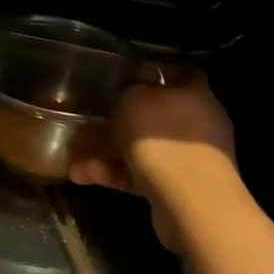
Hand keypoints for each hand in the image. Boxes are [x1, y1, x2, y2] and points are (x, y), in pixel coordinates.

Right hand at [68, 73, 238, 250]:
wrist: (190, 202)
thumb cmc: (163, 139)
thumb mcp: (133, 101)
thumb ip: (127, 92)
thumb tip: (128, 94)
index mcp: (195, 94)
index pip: (180, 73)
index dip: (155, 71)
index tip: (126, 73)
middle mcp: (197, 124)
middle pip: (157, 115)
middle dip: (122, 119)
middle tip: (93, 119)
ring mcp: (189, 159)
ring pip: (144, 148)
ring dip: (109, 152)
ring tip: (75, 156)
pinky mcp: (176, 189)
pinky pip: (139, 175)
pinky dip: (113, 174)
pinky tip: (82, 176)